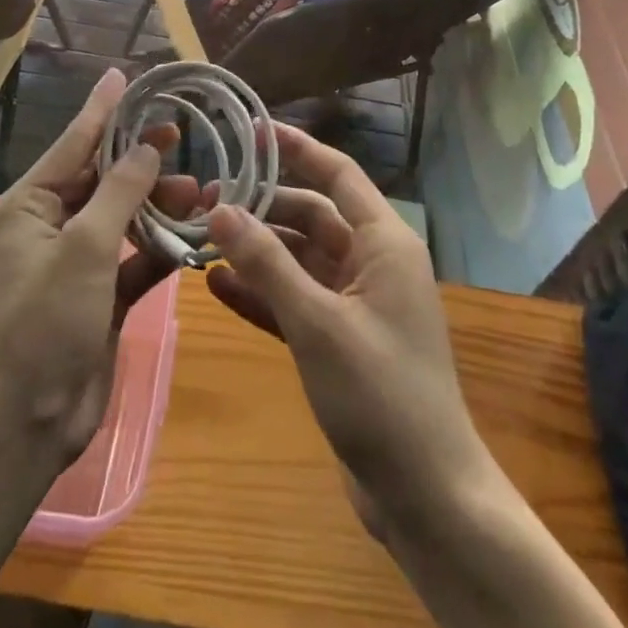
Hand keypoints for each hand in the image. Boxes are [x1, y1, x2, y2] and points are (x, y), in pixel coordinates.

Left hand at [0, 69, 190, 466]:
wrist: (28, 422)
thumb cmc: (44, 322)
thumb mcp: (84, 247)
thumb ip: (120, 192)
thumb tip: (148, 148)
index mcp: (30, 206)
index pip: (74, 144)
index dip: (103, 110)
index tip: (124, 75)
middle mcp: (51, 226)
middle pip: (103, 179)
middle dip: (141, 161)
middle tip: (179, 135)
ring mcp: (78, 262)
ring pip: (124, 217)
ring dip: (158, 205)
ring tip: (199, 191)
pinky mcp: (102, 294)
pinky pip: (136, 256)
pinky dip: (161, 246)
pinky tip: (193, 234)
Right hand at [204, 125, 488, 532]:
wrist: (426, 497)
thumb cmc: (381, 395)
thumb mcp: (317, 323)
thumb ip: (267, 263)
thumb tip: (220, 208)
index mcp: (384, 243)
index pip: (338, 174)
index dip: (297, 148)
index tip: (250, 130)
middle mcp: (372, 262)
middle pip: (312, 215)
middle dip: (263, 206)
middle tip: (206, 200)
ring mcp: (356, 302)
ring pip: (299, 258)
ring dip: (256, 250)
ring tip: (201, 239)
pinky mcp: (339, 339)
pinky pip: (295, 299)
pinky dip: (261, 291)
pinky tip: (216, 286)